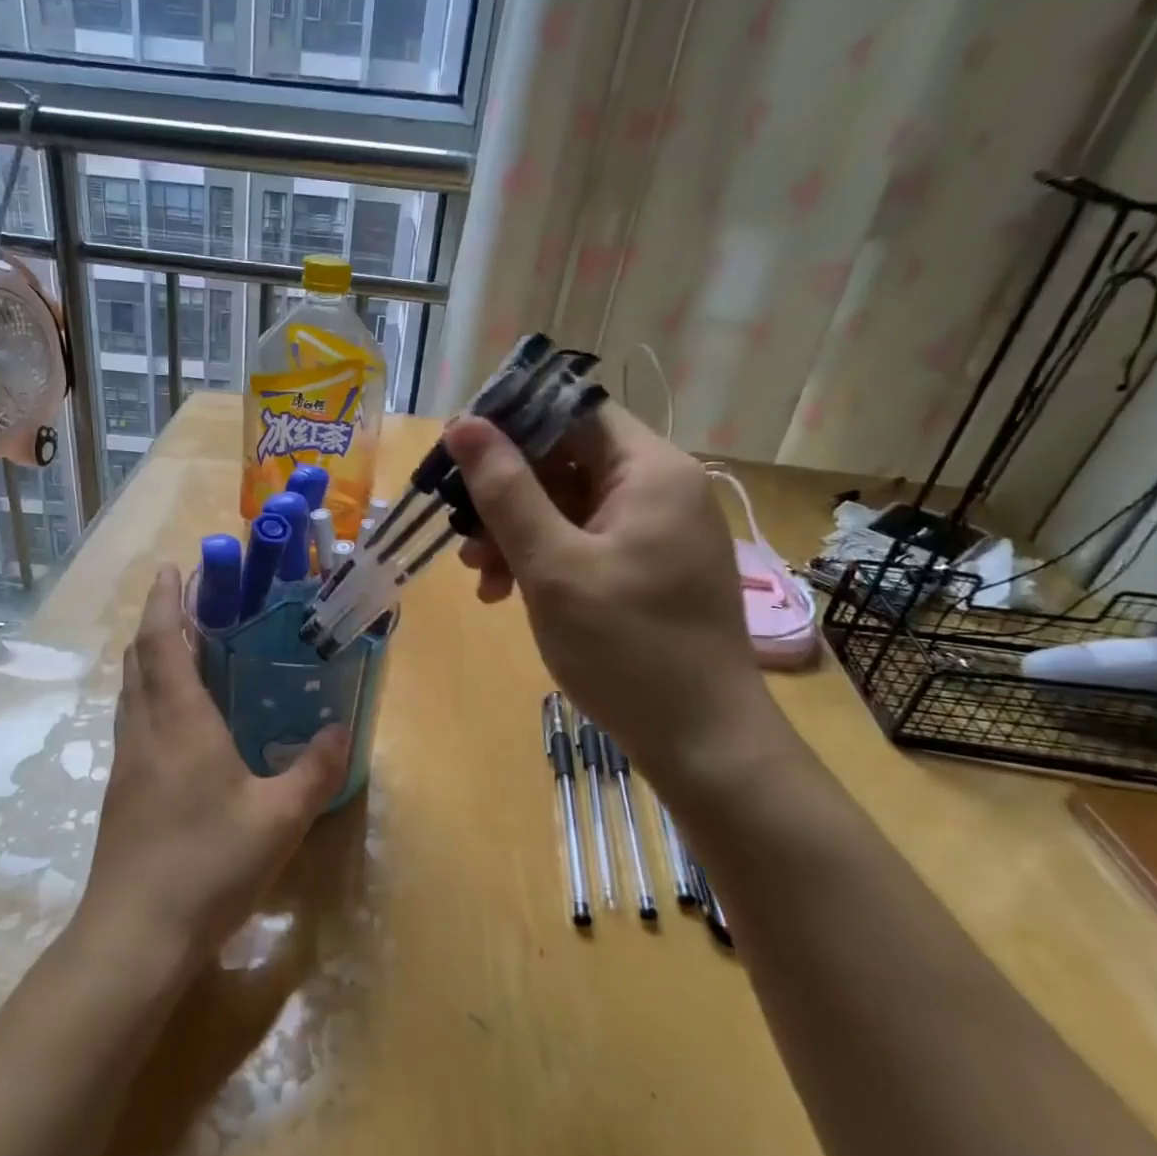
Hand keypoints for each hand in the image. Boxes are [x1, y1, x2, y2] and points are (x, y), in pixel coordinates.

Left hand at [76, 567, 349, 975]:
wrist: (135, 935)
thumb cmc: (209, 864)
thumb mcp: (280, 819)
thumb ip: (314, 770)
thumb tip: (340, 730)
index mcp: (180, 722)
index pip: (163, 642)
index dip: (164, 600)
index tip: (172, 569)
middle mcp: (145, 732)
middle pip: (139, 660)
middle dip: (156, 622)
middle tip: (186, 604)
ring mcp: (127, 763)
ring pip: (131, 692)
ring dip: (148, 659)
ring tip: (180, 649)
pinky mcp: (121, 793)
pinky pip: (132, 722)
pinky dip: (148, 697)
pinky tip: (176, 722)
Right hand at [446, 404, 784, 785]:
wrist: (701, 740)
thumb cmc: (626, 647)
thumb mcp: (552, 565)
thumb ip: (505, 491)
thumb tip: (462, 423)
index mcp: (650, 471)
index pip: (571, 415)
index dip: (510, 427)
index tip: (455, 459)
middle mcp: (660, 489)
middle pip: (565, 461)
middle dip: (506, 495)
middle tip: (461, 534)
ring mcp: (655, 531)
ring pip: (567, 506)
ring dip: (516, 533)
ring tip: (480, 576)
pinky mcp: (647, 568)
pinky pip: (583, 542)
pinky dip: (542, 560)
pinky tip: (506, 593)